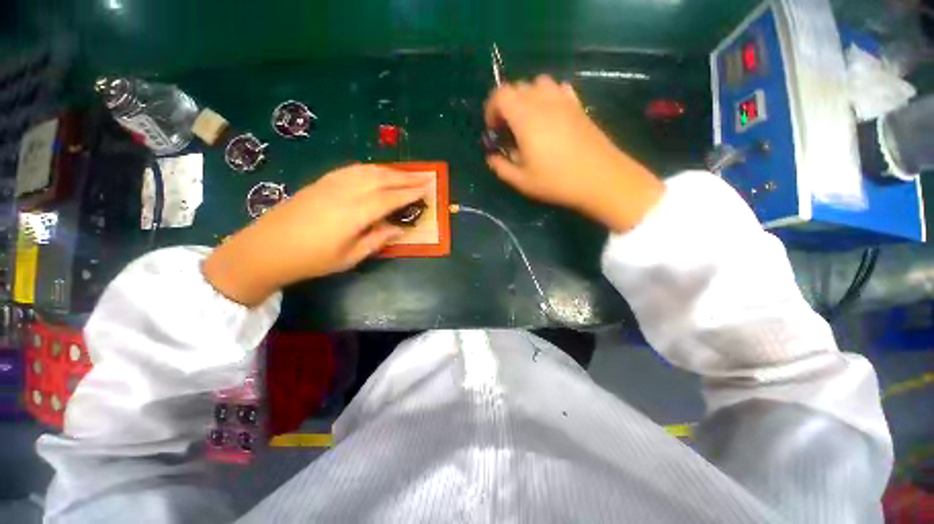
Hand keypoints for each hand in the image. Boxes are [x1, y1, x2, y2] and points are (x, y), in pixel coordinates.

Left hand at [203, 165, 432, 305]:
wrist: (266, 249)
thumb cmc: (311, 259)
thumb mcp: (350, 257)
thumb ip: (377, 240)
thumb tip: (398, 229)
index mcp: (354, 213)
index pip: (390, 198)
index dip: (410, 193)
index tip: (427, 188)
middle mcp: (345, 192)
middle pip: (382, 179)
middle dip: (406, 177)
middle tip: (424, 177)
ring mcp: (331, 184)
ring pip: (368, 170)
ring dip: (390, 170)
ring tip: (406, 174)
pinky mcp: (321, 182)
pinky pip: (352, 169)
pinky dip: (371, 168)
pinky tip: (377, 172)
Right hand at [484, 75, 663, 231]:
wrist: (600, 178)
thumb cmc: (557, 181)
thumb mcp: (522, 181)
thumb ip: (501, 167)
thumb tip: (492, 157)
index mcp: (526, 118)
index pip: (500, 94)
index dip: (491, 109)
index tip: (493, 129)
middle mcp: (543, 101)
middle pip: (517, 86)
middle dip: (506, 105)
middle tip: (508, 129)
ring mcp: (564, 100)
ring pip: (538, 83)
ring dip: (526, 98)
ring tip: (527, 121)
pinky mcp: (578, 105)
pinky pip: (557, 88)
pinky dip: (547, 97)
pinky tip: (549, 117)